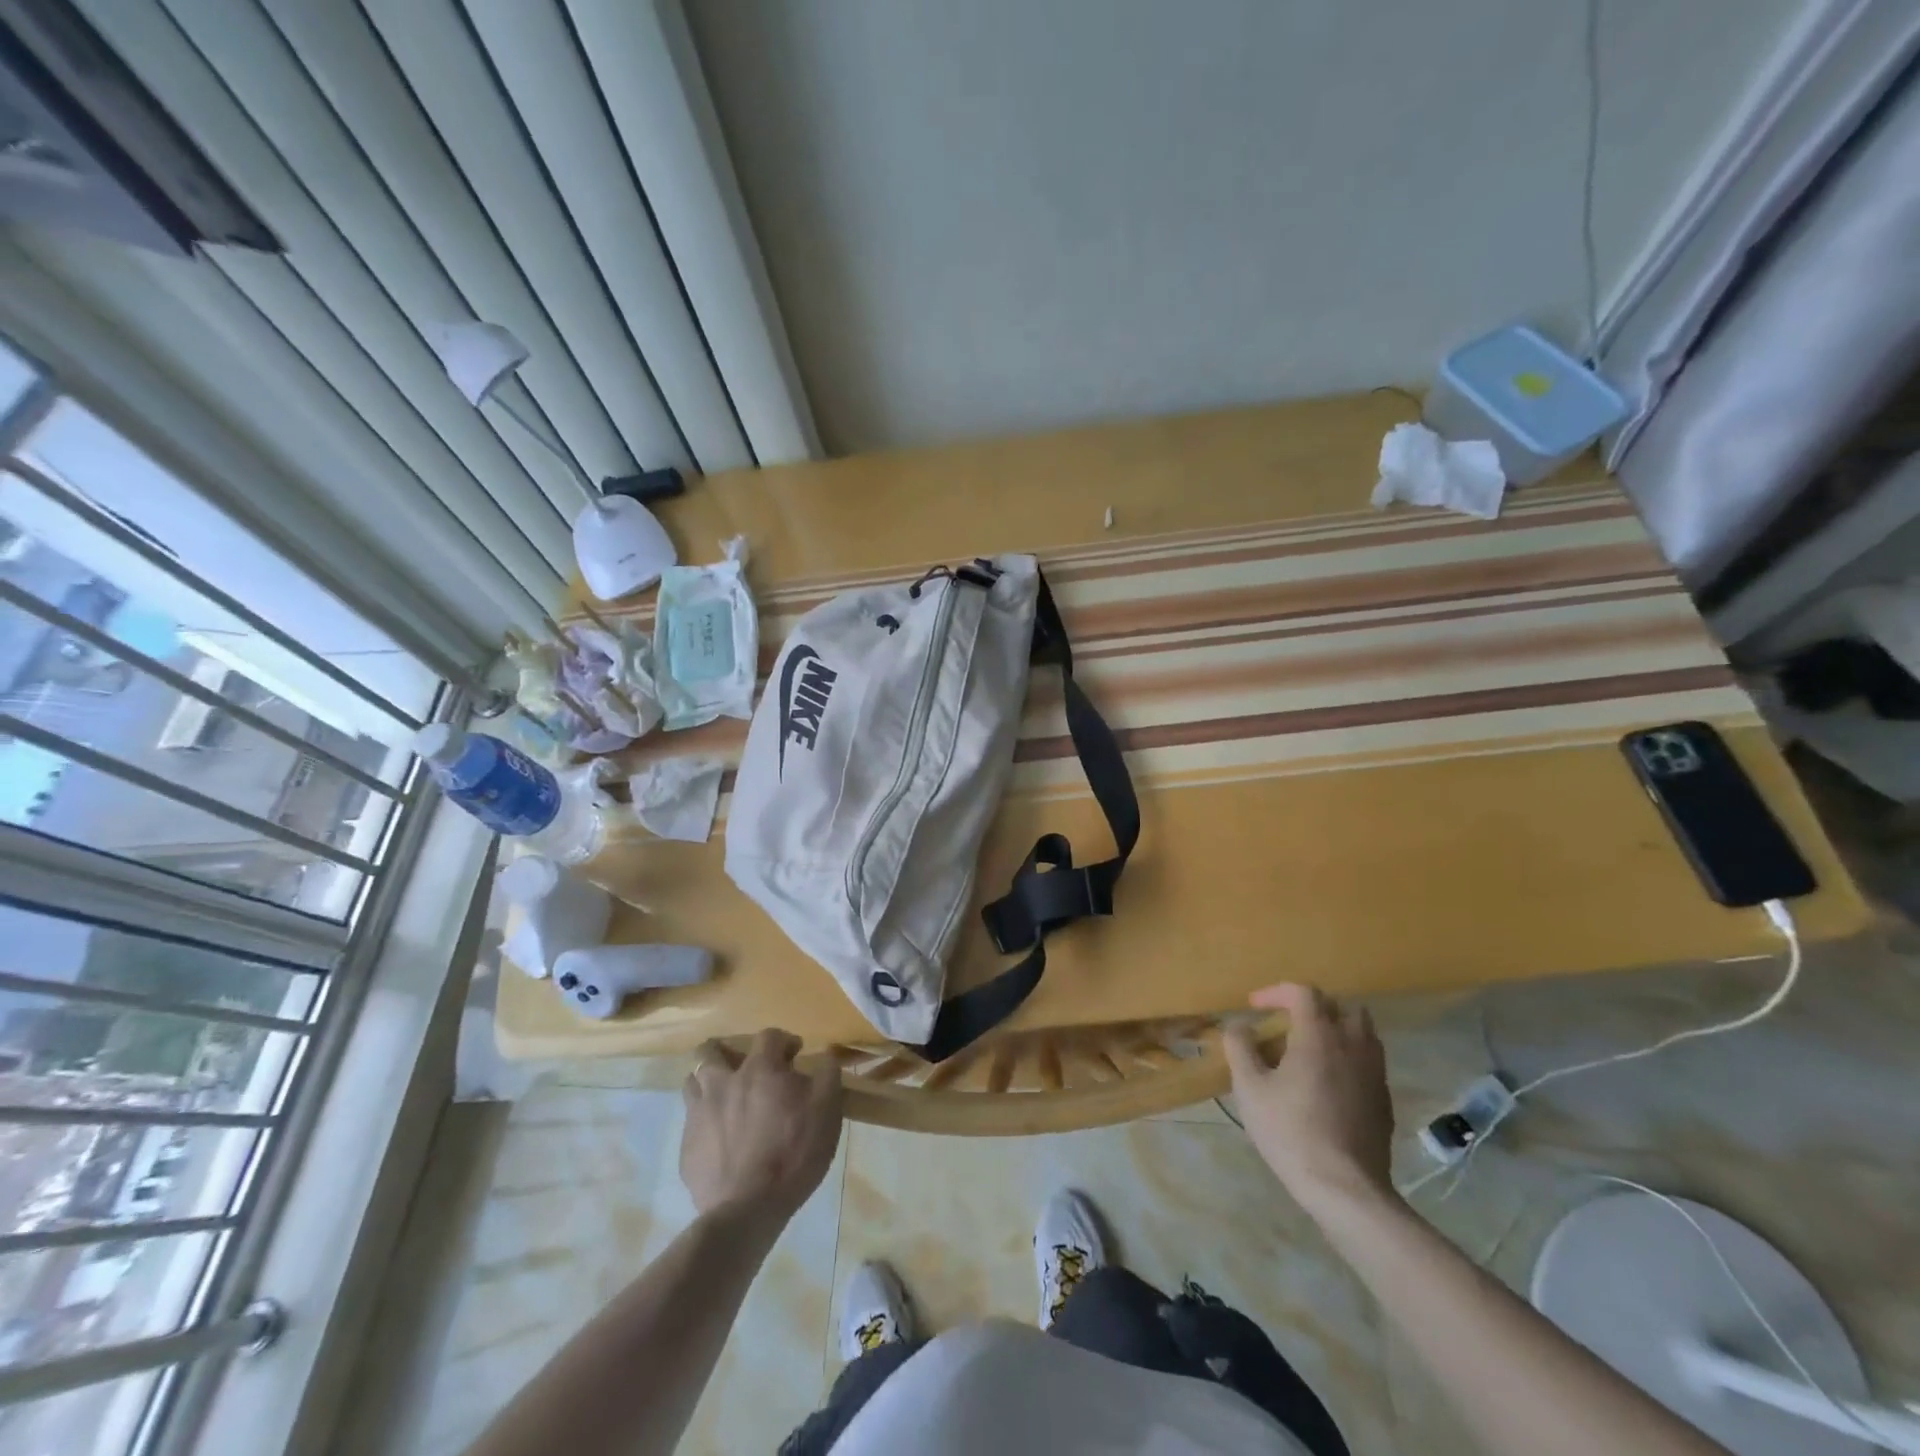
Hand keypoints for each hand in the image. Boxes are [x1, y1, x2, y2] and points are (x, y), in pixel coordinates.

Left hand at [680, 1029, 842, 1224]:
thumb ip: (827, 1075)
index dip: (784, 1041)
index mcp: (759, 1070)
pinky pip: (690, 1122)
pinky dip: (704, 1122)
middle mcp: (723, 1083)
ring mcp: (699, 1114)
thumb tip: (825, 1054)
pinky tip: (719, 1139)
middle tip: (742, 1066)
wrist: (747, 1210)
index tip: (795, 1055)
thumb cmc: (793, 1153)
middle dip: (725, 1051)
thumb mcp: (827, 1110)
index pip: (768, 1036)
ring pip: (692, 1082)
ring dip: (707, 1082)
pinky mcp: (686, 1148)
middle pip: (710, 1051)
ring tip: (724, 1098)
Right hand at [1223, 984, 1396, 1215]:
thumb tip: (1239, 1025)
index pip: (1303, 992)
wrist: (1345, 1189)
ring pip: (1361, 1033)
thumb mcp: (1250, 1087)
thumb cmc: (1290, 1131)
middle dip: (1312, 1008)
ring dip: (1335, 1031)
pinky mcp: (1383, 1100)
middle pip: (1341, 1007)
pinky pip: (1368, 1062)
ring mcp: (1374, 1073)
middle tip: (1287, 1024)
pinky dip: (1348, 1058)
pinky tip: (1328, 1084)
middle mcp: (1352, 1045)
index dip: (1276, 992)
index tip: (1255, 1007)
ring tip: (1309, 1050)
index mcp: (1319, 1036)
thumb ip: (1240, 1047)